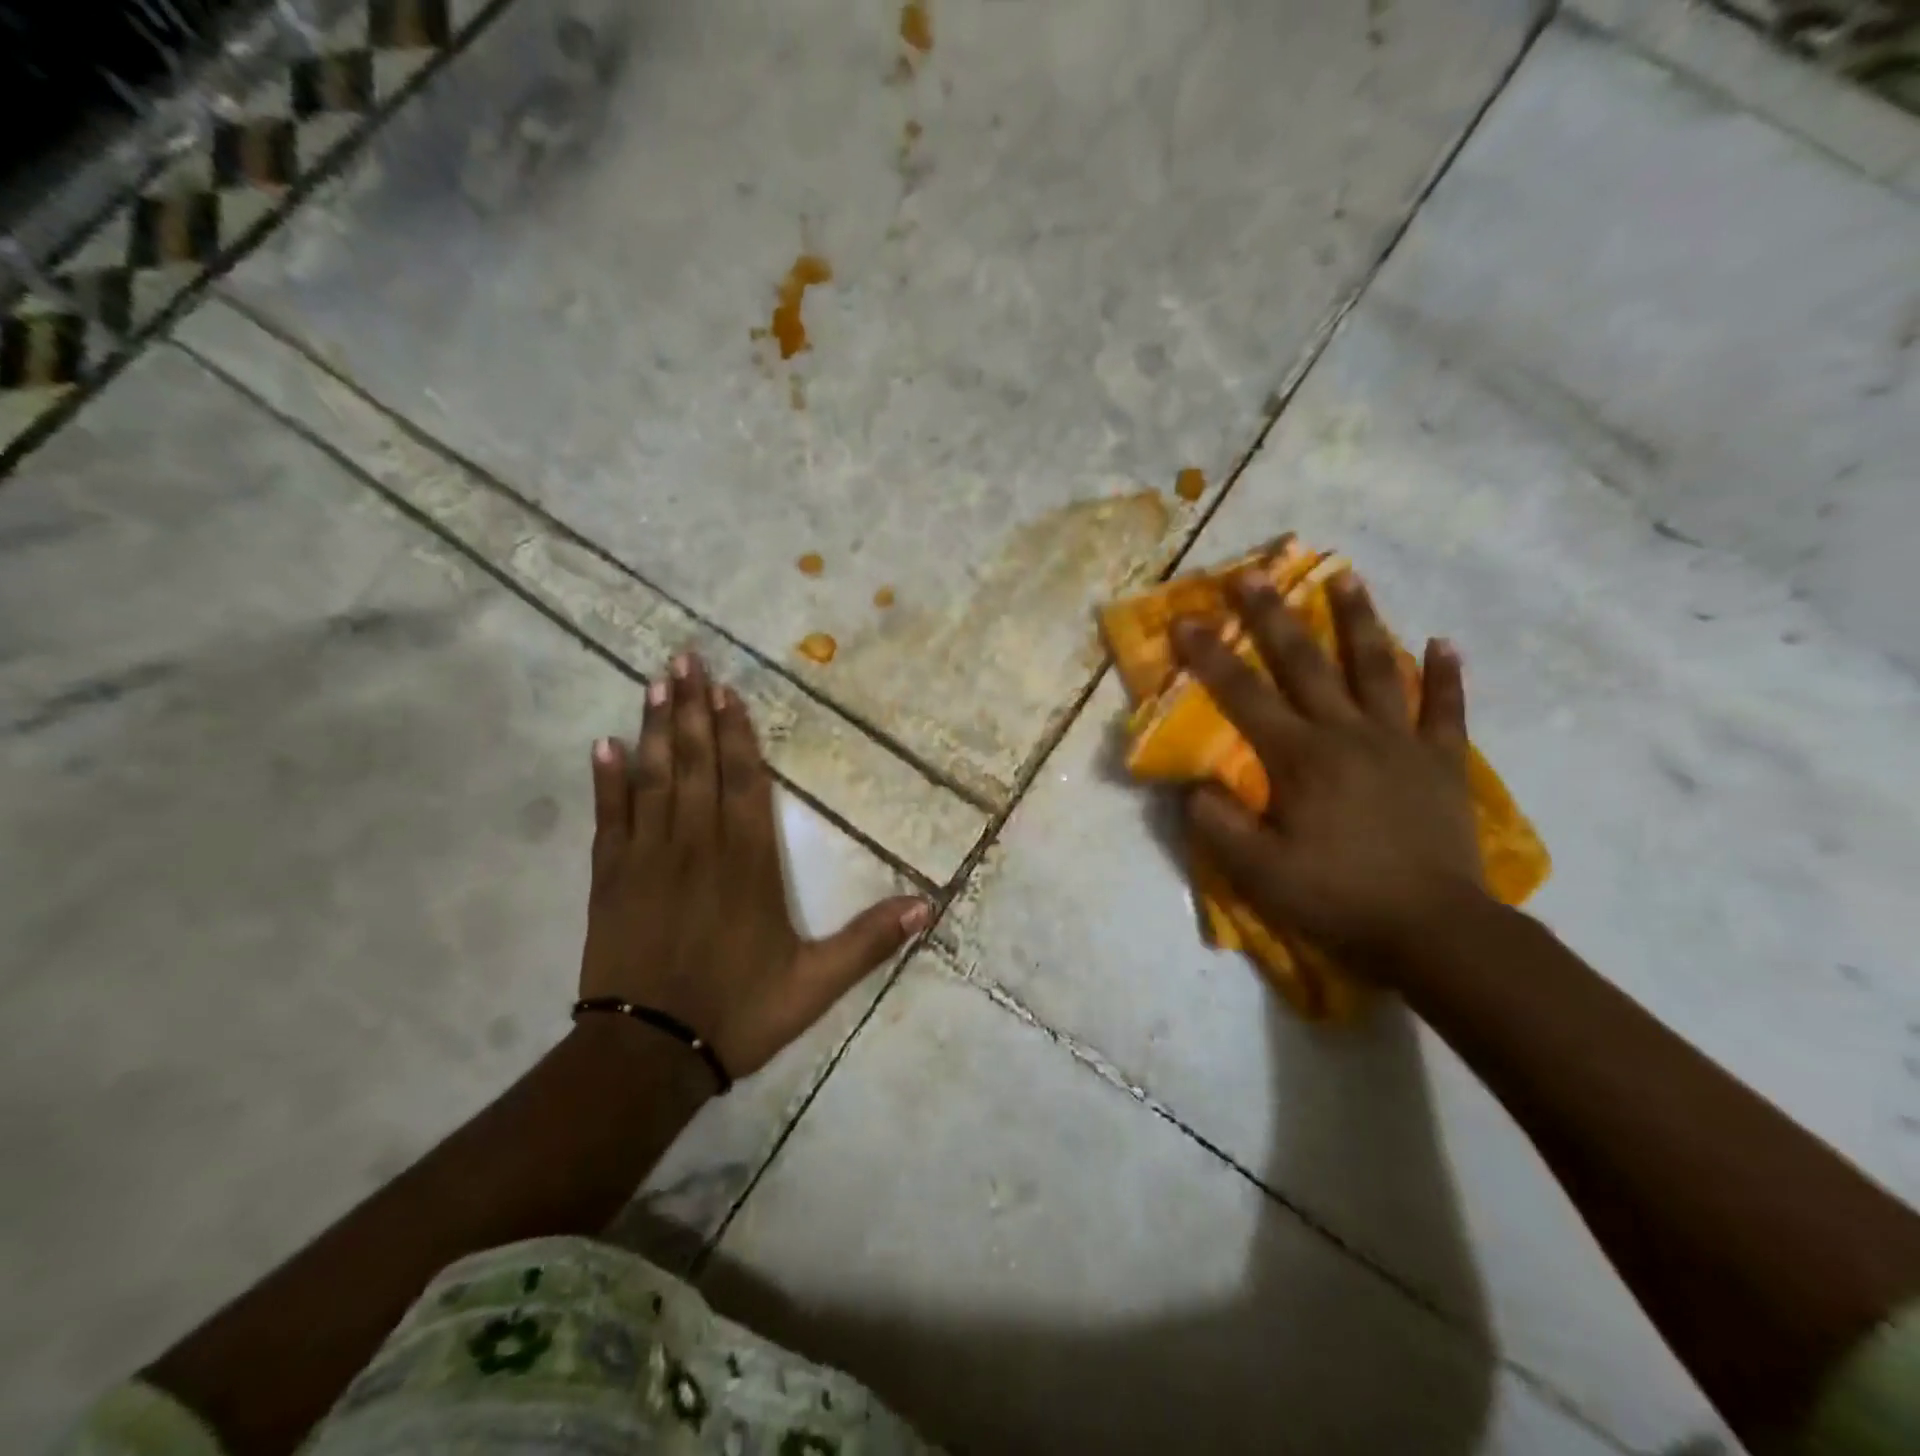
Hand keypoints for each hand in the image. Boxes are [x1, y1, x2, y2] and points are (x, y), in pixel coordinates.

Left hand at [580, 654, 929, 1079]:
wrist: (647, 1056)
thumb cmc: (737, 1013)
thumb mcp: (815, 984)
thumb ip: (868, 941)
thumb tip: (928, 906)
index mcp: (747, 863)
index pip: (745, 782)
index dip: (739, 734)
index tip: (727, 692)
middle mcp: (698, 846)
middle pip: (698, 764)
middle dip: (693, 710)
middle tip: (684, 659)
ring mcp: (648, 858)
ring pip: (654, 778)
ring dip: (655, 728)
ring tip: (654, 682)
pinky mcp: (610, 878)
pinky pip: (610, 817)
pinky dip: (606, 780)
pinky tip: (603, 744)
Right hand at [1173, 571, 1487, 974]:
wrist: (1434, 930)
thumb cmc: (1337, 898)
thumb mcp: (1258, 872)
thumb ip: (1218, 824)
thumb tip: (1194, 784)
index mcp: (1300, 757)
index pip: (1243, 695)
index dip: (1210, 656)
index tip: (1185, 620)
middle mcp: (1347, 734)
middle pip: (1305, 663)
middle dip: (1274, 616)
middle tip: (1255, 573)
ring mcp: (1400, 743)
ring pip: (1376, 669)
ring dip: (1359, 620)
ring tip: (1347, 575)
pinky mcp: (1441, 763)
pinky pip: (1445, 710)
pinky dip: (1445, 676)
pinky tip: (1443, 643)